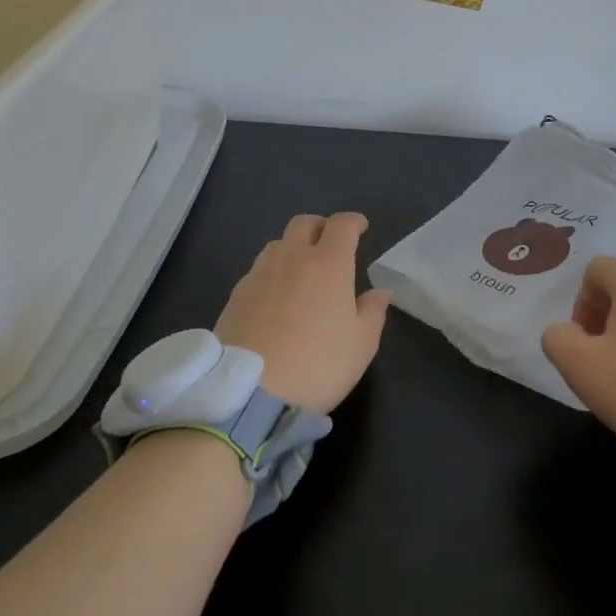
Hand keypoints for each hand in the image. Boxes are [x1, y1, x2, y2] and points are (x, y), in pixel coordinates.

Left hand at [214, 212, 389, 414]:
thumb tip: (379, 292)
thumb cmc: (318, 365)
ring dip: (293, 248)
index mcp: (328, 263)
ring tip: (301, 271)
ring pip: (278, 244)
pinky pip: (258, 270)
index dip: (354, 222)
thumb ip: (373, 312)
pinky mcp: (236, 294)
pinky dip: (272, 273)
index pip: (342, 225)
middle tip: (330, 244)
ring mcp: (260, 274)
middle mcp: (292, 258)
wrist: (250, 393)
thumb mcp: (361, 345)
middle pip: (304, 223)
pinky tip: (276, 297)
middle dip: (321, 227)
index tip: (361, 228)